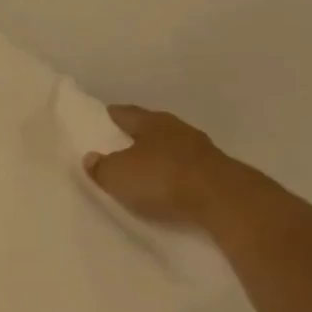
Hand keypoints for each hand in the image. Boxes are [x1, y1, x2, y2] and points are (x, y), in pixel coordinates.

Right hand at [82, 104, 230, 226]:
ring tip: (140, 172)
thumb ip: (101, 167)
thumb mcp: (118, 175)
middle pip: (149, 129)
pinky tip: (165, 187)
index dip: (108, 118)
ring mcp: (200, 149)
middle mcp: (176, 128)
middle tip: (114, 149)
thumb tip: (90, 157)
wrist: (221, 198)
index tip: (96, 123)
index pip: (124, 113)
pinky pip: (184, 170)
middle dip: (133, 138)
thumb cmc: (162, 177)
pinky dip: (173, 176)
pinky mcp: (215, 172)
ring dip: (156, 158)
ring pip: (169, 148)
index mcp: (151, 121)